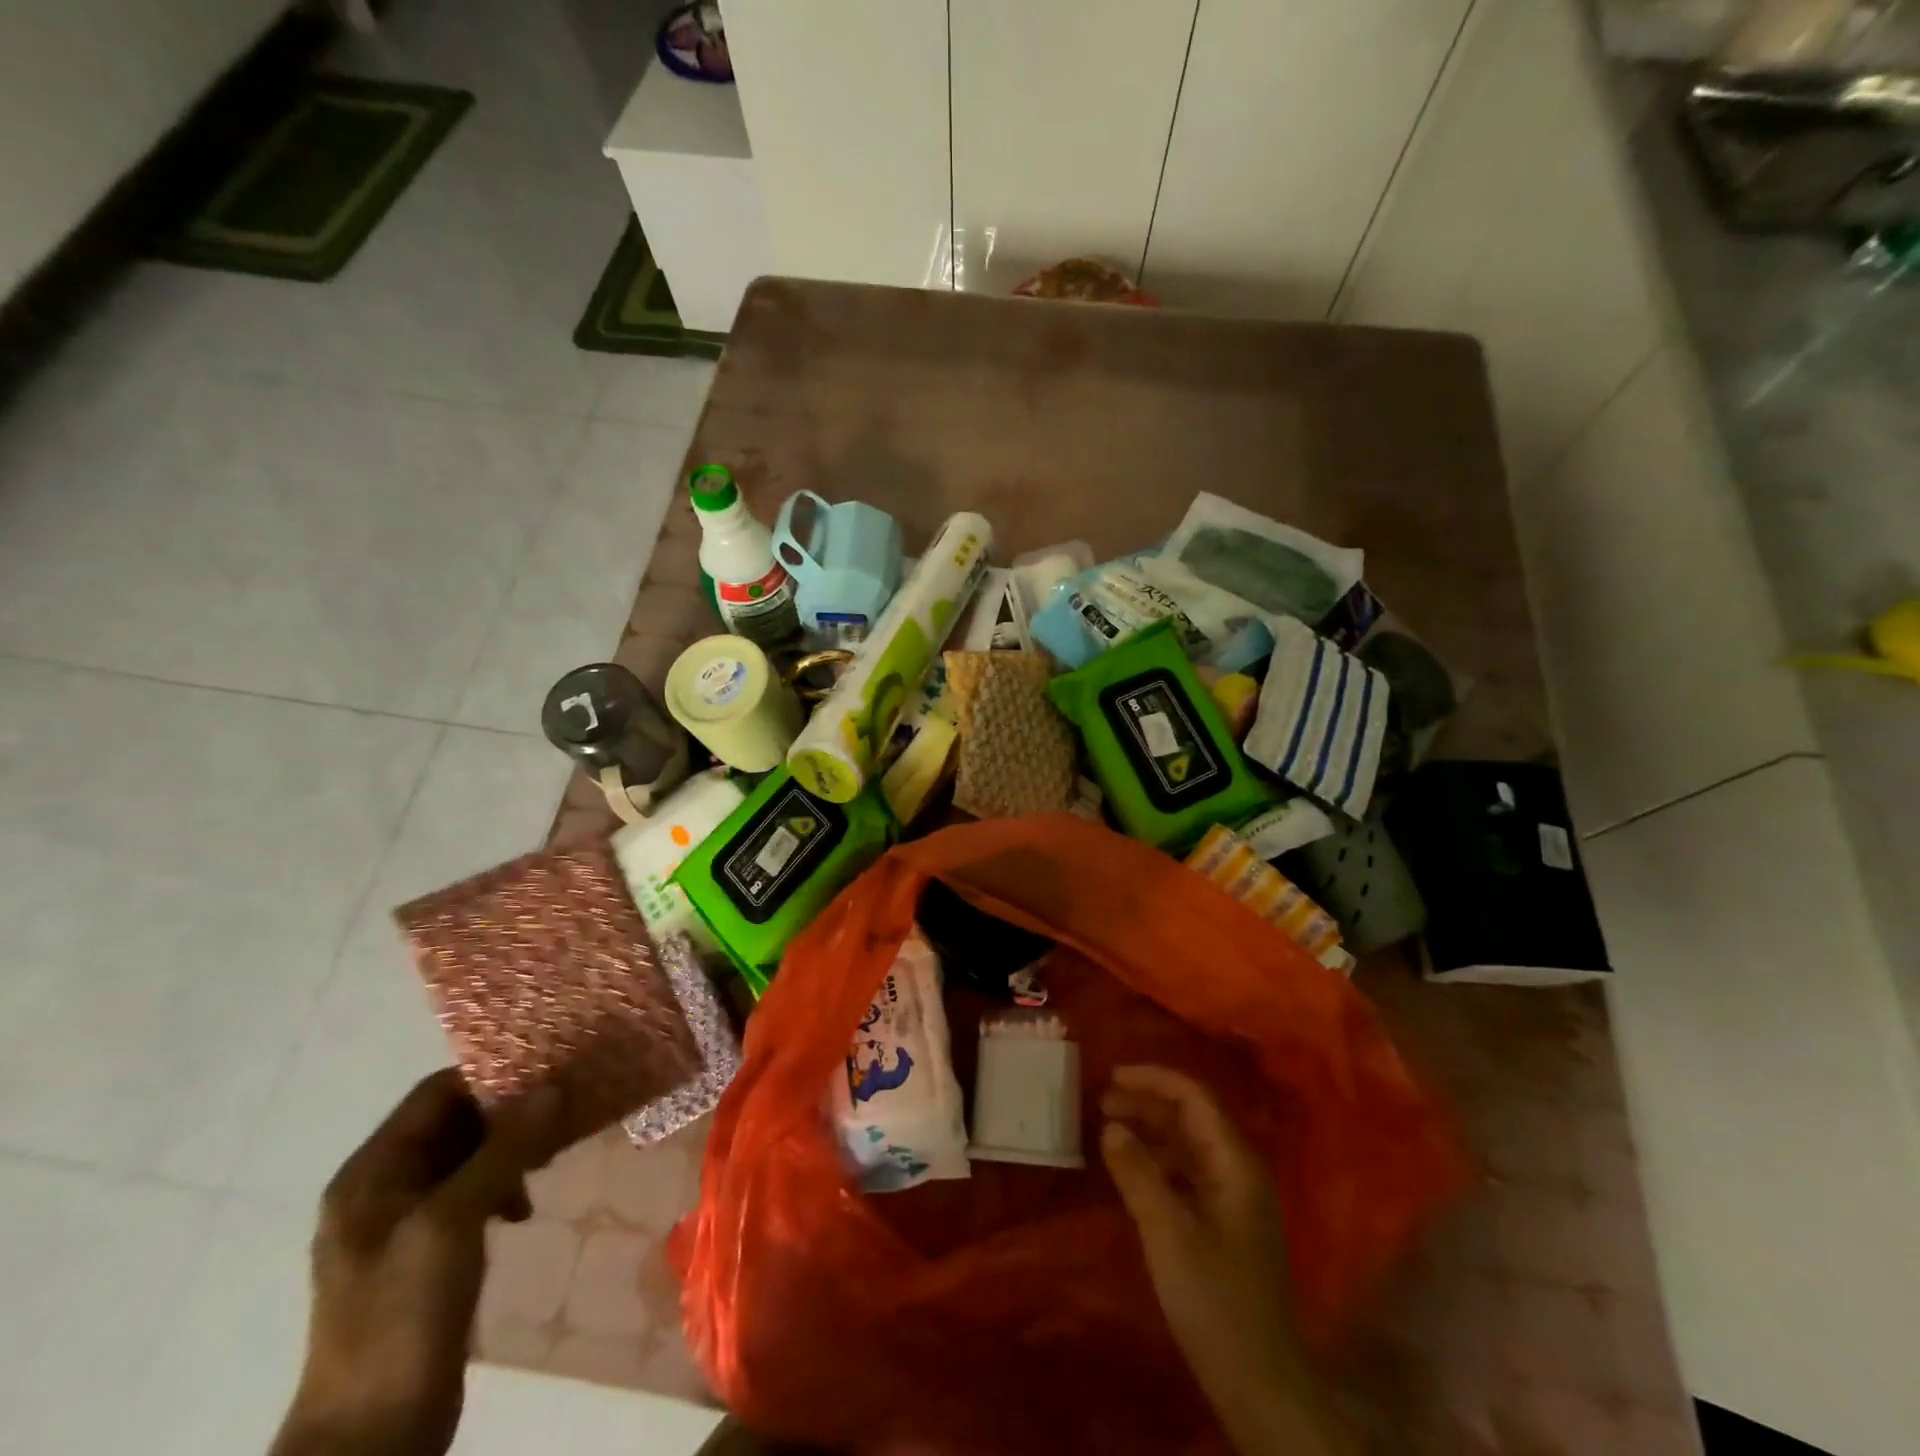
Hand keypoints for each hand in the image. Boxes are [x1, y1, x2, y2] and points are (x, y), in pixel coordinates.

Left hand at [270, 1070, 555, 1455]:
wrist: (372, 1432)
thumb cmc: (401, 1314)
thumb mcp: (452, 1222)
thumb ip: (503, 1150)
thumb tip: (554, 1087)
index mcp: (371, 1172)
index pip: (436, 1093)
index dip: (491, 1075)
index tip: (550, 1069)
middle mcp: (383, 1187)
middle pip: (454, 1121)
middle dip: (508, 1112)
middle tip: (563, 1110)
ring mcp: (403, 1222)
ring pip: (468, 1156)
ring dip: (510, 1149)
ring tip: (548, 1159)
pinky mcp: (427, 1251)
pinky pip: (471, 1192)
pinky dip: (502, 1185)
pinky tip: (523, 1208)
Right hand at [1102, 1066, 1353, 1455]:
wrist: (1261, 1385)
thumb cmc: (1215, 1301)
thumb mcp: (1167, 1232)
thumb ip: (1138, 1173)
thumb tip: (1112, 1127)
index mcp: (1235, 1162)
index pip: (1194, 1097)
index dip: (1153, 1079)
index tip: (1111, 1076)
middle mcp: (1239, 1170)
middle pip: (1191, 1116)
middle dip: (1147, 1103)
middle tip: (1102, 1103)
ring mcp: (1234, 1199)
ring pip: (1188, 1145)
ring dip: (1150, 1131)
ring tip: (1109, 1131)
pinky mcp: (1225, 1225)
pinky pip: (1188, 1174)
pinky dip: (1158, 1162)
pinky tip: (1131, 1172)